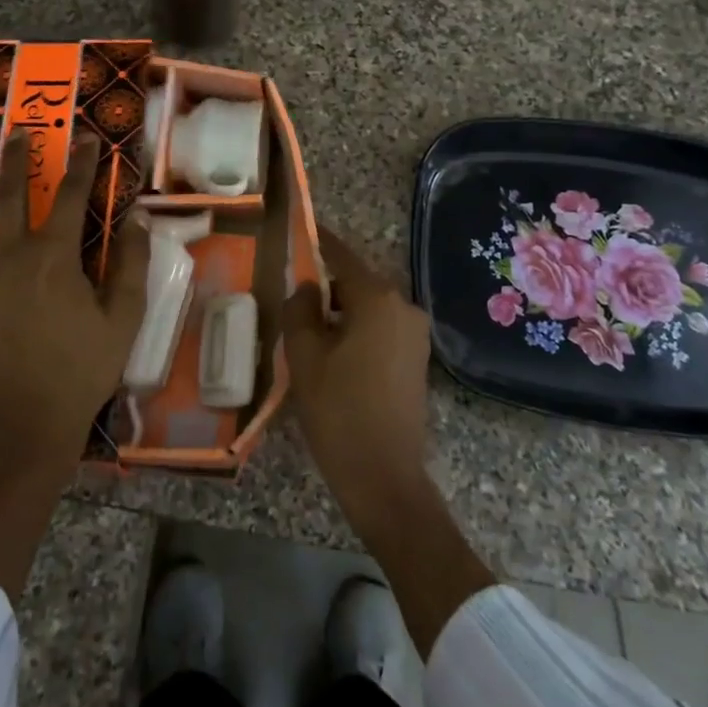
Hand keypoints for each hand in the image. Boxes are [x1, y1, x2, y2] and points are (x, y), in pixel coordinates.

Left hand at [0, 128, 148, 469]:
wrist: (29, 421)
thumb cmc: (83, 368)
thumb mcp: (124, 317)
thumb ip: (131, 263)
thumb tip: (136, 217)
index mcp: (55, 256)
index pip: (71, 196)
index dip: (82, 165)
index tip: (87, 139)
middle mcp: (10, 256)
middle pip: (8, 196)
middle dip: (14, 161)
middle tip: (14, 133)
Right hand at [282, 227, 433, 521]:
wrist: (385, 477)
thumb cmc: (339, 411)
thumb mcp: (305, 356)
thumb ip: (300, 309)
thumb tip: (307, 287)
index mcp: (378, 299)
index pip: (342, 256)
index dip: (320, 242)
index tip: (300, 229)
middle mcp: (404, 307)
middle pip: (357, 281)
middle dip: (326, 283)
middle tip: (291, 291)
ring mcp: (415, 334)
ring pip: (369, 307)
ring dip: (340, 309)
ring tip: (305, 324)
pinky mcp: (416, 359)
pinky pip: (381, 328)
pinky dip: (356, 328)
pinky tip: (331, 349)